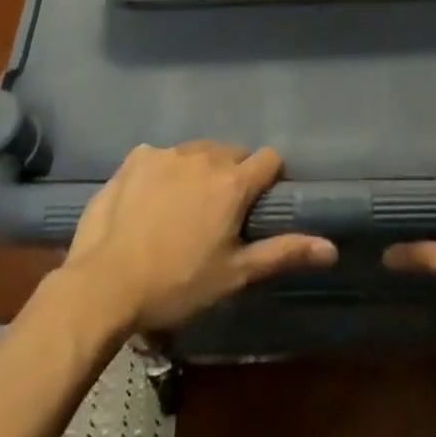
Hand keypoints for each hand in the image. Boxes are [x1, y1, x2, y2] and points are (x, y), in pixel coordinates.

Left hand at [60, 141, 336, 333]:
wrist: (104, 284)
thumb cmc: (177, 284)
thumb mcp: (234, 274)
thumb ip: (283, 252)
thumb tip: (331, 248)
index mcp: (233, 182)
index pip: (269, 159)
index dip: (269, 179)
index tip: (257, 205)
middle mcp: (204, 156)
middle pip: (232, 153)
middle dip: (232, 175)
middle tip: (217, 214)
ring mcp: (167, 153)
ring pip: (197, 152)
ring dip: (198, 171)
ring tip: (181, 209)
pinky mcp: (136, 157)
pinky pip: (161, 156)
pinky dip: (163, 172)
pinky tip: (149, 202)